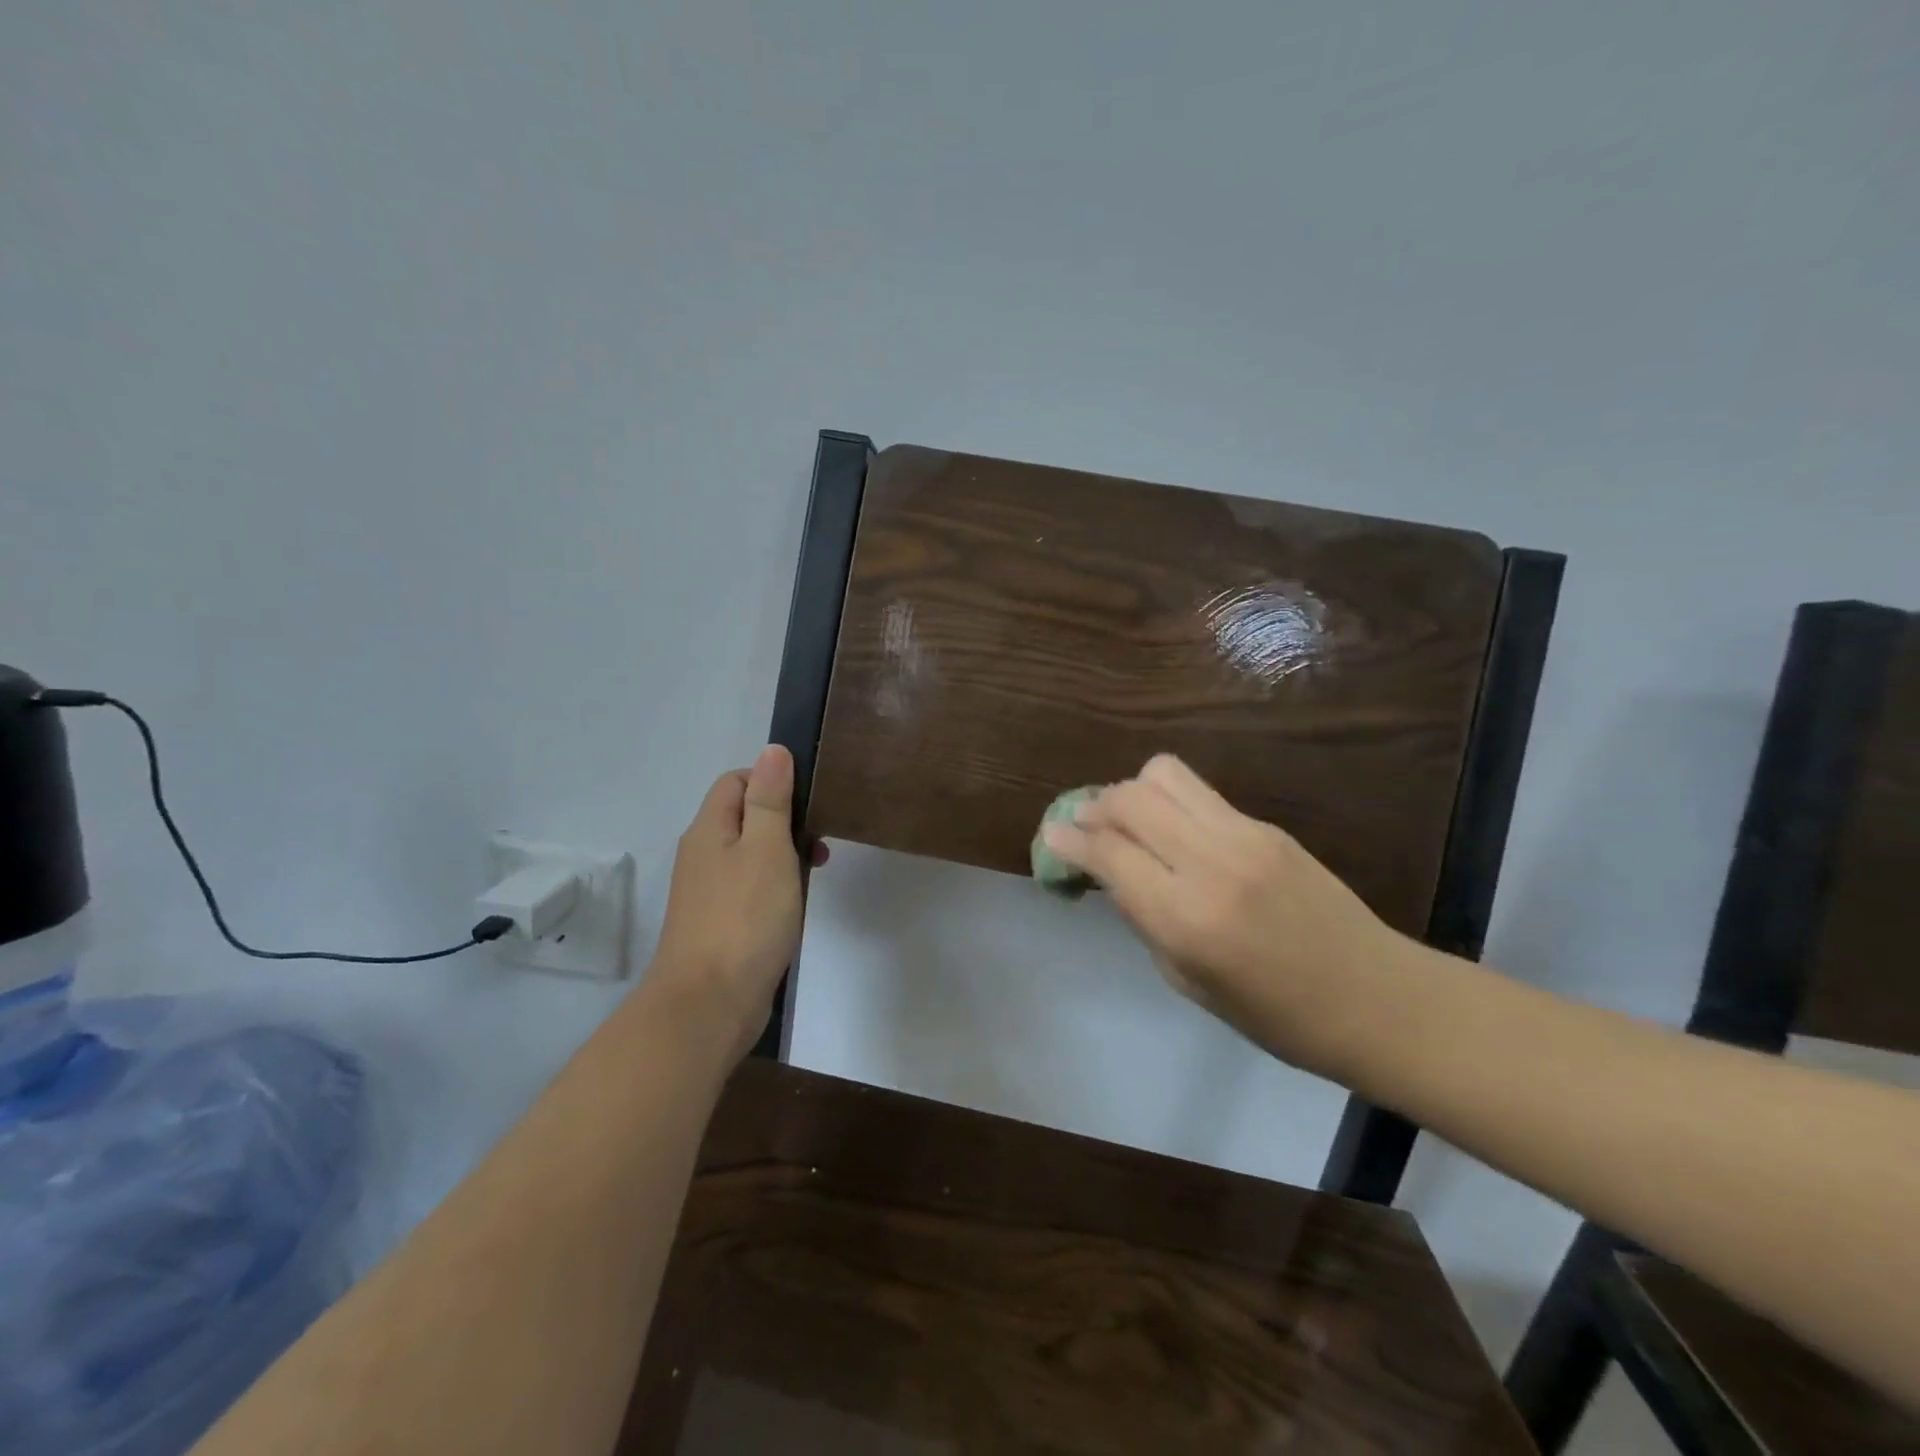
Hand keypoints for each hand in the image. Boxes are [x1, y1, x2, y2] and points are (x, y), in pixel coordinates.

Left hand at [649, 746, 828, 1060]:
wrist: (708, 1004)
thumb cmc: (744, 918)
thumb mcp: (766, 848)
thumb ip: (770, 799)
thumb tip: (773, 750)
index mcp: (709, 829)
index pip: (737, 781)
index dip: (772, 782)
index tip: (808, 805)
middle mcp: (702, 854)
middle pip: (744, 816)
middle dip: (784, 821)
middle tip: (817, 845)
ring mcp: (708, 892)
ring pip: (750, 854)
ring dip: (783, 856)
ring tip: (814, 874)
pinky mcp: (719, 923)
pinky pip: (749, 888)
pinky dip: (774, 887)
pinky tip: (794, 906)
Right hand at [1041, 754, 1418, 1074]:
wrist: (1375, 997)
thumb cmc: (1275, 1016)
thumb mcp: (1187, 980)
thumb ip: (1144, 916)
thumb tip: (1110, 872)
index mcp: (1185, 918)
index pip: (1107, 853)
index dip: (1068, 840)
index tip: (1049, 837)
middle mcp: (1209, 862)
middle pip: (1128, 798)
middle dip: (1093, 808)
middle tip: (1085, 829)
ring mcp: (1243, 835)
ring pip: (1162, 774)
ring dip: (1131, 791)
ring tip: (1130, 820)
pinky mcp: (1265, 826)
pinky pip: (1199, 792)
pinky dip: (1169, 801)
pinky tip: (1173, 830)